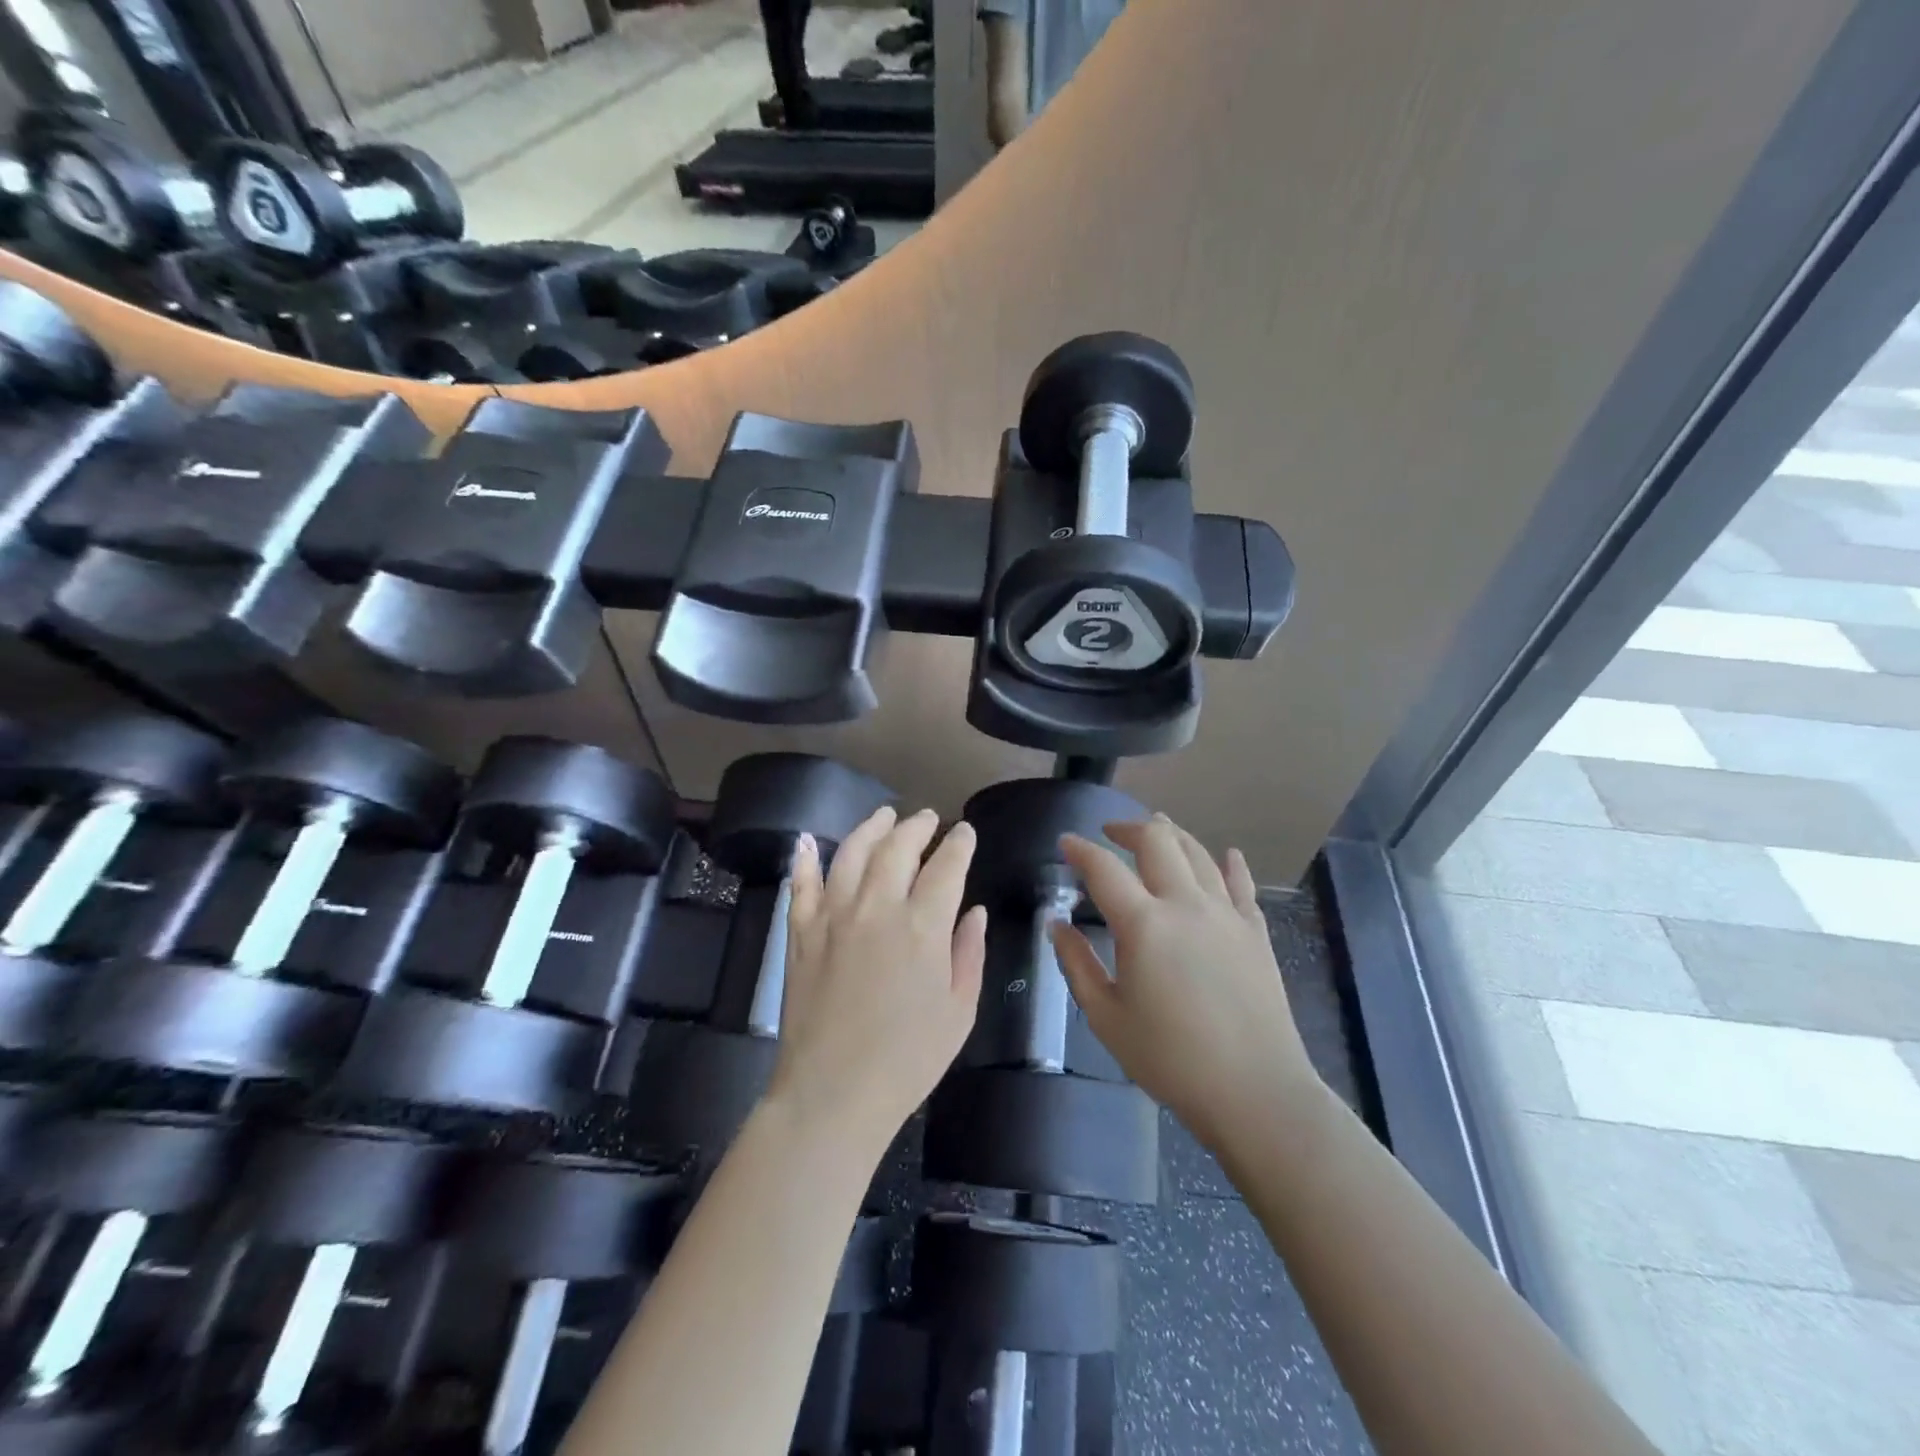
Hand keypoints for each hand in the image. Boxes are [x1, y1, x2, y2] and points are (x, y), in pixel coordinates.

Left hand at [770, 806, 986, 1157]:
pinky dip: (805, 859)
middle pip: (898, 848)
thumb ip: (969, 953)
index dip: (959, 844)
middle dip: (918, 827)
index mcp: (923, 926)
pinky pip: (801, 884)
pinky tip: (808, 840)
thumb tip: (975, 912)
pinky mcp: (801, 933)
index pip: (946, 866)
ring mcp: (833, 916)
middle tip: (928, 818)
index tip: (965, 832)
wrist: (833, 1093)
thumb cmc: (908, 1059)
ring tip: (884, 816)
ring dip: (871, 828)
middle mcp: (877, 907)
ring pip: (852, 853)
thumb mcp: (959, 1011)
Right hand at [1054, 814, 1321, 1154]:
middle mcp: (1185, 904)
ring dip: (1173, 835)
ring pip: (1199, 853)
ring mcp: (1226, 914)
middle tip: (1110, 833)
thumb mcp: (1106, 1017)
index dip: (1081, 850)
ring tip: (1158, 829)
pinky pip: (1241, 885)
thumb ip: (1077, 964)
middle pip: (1157, 842)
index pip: (1104, 868)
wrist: (1254, 1091)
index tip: (1066, 843)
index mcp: (1143, 924)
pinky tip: (1228, 855)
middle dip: (1129, 828)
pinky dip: (1230, 864)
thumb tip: (1057, 925)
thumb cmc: (1170, 1059)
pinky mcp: (1255, 932)